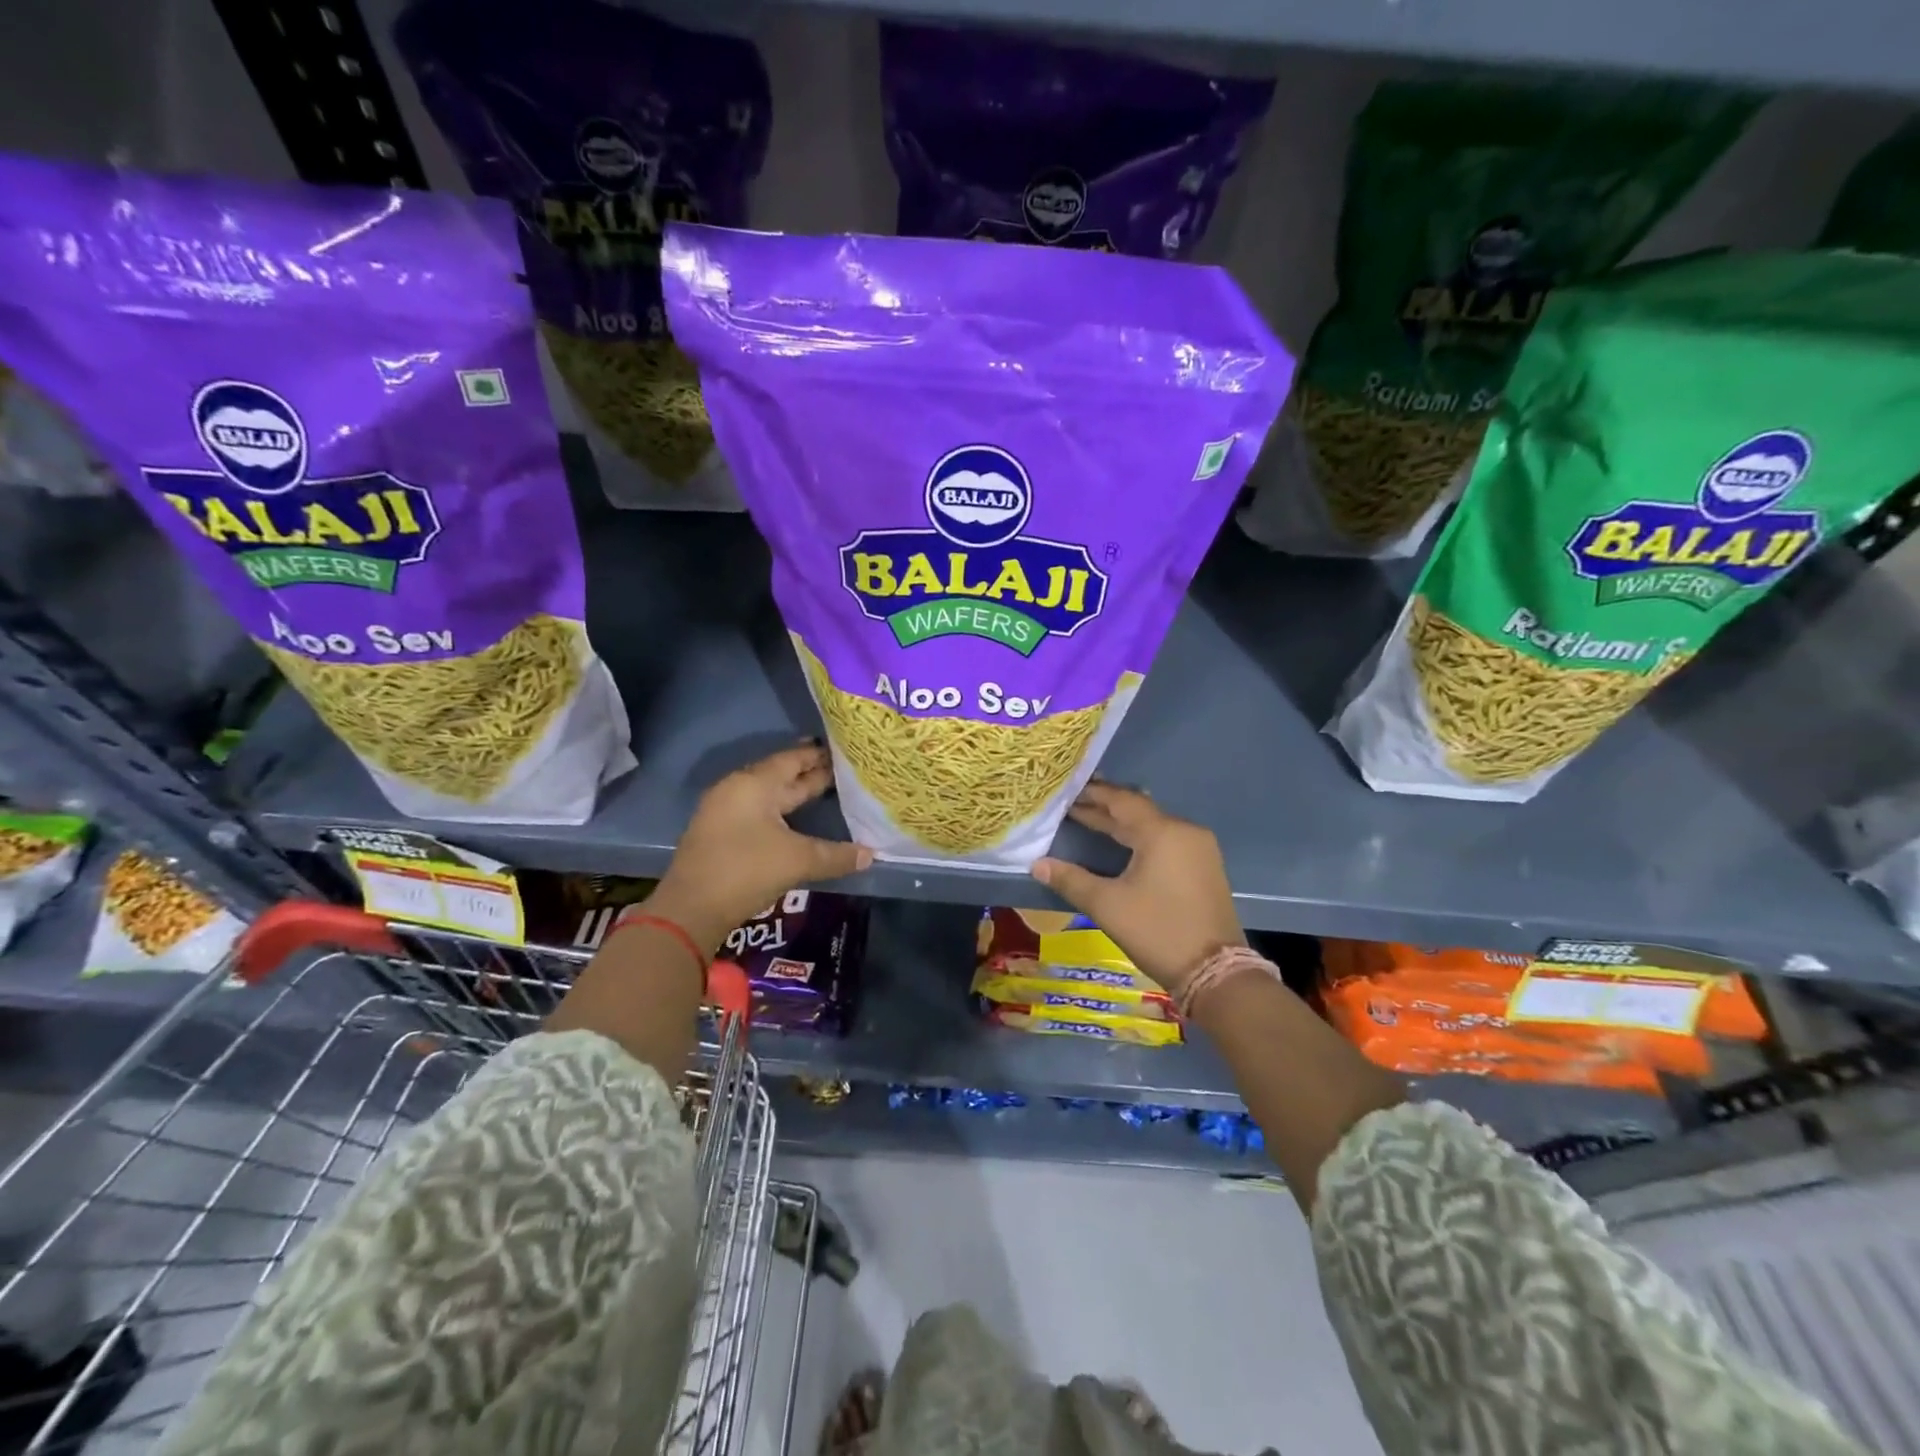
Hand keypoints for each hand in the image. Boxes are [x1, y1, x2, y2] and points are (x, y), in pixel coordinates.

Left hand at [650, 742, 872, 952]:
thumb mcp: (798, 860)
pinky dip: (782, 812)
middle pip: (780, 776)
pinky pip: (759, 813)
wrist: (691, 909)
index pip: (792, 759)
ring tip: (826, 790)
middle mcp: (738, 790)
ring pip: (769, 796)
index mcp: (754, 784)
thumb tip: (871, 855)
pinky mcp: (722, 835)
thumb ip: (836, 855)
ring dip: (796, 794)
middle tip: (843, 769)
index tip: (843, 749)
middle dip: (810, 774)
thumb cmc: (746, 870)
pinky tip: (798, 820)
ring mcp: (726, 812)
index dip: (817, 755)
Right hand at [1032, 783, 1243, 996]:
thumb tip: (1037, 864)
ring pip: (1153, 826)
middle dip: (1105, 808)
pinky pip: (1166, 840)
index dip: (1093, 794)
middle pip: (1138, 810)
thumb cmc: (1157, 931)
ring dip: (1122, 824)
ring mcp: (1198, 849)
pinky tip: (1122, 845)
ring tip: (1091, 820)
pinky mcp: (1204, 867)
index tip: (1068, 789)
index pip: (1122, 800)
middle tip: (1072, 803)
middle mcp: (1184, 831)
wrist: (1215, 973)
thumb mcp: (1107, 905)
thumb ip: (1071, 880)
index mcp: (1162, 832)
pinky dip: (1141, 838)